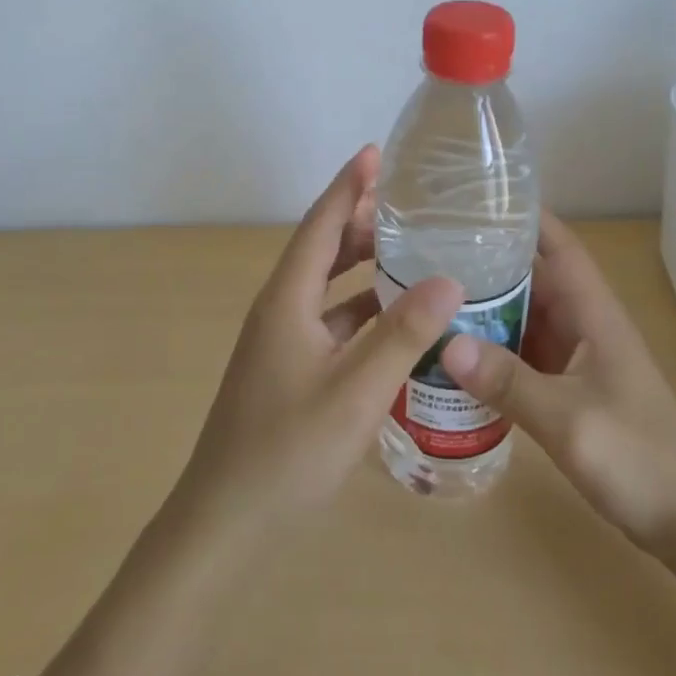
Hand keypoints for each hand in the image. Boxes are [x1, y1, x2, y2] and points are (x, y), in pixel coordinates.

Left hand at [173, 146, 462, 536]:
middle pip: (322, 250)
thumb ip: (403, 335)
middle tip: (409, 203)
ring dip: (362, 265)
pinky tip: (396, 319)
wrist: (225, 524)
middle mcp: (280, 311)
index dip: (347, 186)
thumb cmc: (287, 452)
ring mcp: (281, 343)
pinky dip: (361, 309)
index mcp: (286, 301)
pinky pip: (330, 322)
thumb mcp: (355, 392)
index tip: (375, 152)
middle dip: (360, 220)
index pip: (320, 225)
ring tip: (409, 249)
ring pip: (326, 288)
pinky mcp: (289, 370)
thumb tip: (450, 280)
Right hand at [440, 211, 675, 555]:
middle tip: (431, 249)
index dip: (525, 217)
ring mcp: (578, 357)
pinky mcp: (571, 387)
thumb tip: (447, 343)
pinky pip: (525, 353)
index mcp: (594, 314)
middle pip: (534, 276)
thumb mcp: (568, 419)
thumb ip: (509, 382)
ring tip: (432, 294)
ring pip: (527, 315)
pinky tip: (458, 353)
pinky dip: (495, 348)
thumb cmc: (638, 458)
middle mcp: (585, 325)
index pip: (559, 246)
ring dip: (488, 306)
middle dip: (489, 260)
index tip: (476, 200)